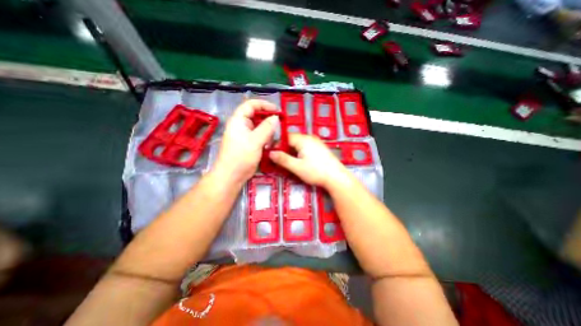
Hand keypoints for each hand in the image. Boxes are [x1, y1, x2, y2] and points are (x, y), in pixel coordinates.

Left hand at [213, 98, 280, 183]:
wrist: (232, 176)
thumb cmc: (241, 156)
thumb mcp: (255, 141)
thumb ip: (266, 128)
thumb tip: (275, 117)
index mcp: (239, 120)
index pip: (251, 105)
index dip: (264, 104)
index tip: (277, 110)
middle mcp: (241, 125)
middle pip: (256, 115)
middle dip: (268, 118)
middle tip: (280, 124)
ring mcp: (245, 135)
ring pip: (259, 126)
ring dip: (268, 130)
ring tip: (274, 136)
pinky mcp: (249, 143)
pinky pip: (259, 136)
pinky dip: (266, 138)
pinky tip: (270, 143)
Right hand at [267, 132, 349, 187]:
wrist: (336, 177)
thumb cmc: (316, 172)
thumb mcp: (297, 167)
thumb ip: (283, 159)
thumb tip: (270, 153)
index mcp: (303, 139)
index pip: (285, 137)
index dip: (277, 144)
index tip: (271, 153)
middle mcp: (309, 138)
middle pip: (292, 139)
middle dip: (284, 148)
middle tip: (278, 158)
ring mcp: (316, 142)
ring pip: (298, 143)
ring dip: (291, 150)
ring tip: (288, 161)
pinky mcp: (319, 148)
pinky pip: (305, 146)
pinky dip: (299, 152)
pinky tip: (299, 160)